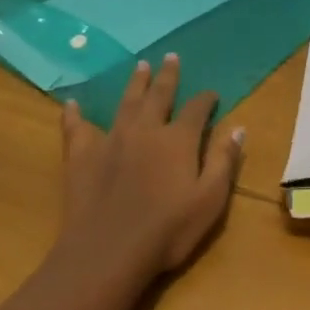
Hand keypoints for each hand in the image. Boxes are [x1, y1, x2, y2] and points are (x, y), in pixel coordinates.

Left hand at [58, 54, 243, 283]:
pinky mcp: (81, 156)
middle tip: (170, 57)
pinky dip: (74, 115)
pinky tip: (71, 104)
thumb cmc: (167, 230)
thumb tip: (238, 128)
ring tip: (140, 65)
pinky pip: (76, 128)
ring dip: (135, 83)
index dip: (206, 99)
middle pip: (159, 95)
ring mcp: (111, 140)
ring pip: (125, 103)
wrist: (108, 252)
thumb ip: (223, 162)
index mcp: (178, 140)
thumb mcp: (209, 200)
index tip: (211, 94)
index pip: (196, 109)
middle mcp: (145, 130)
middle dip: (167, 76)